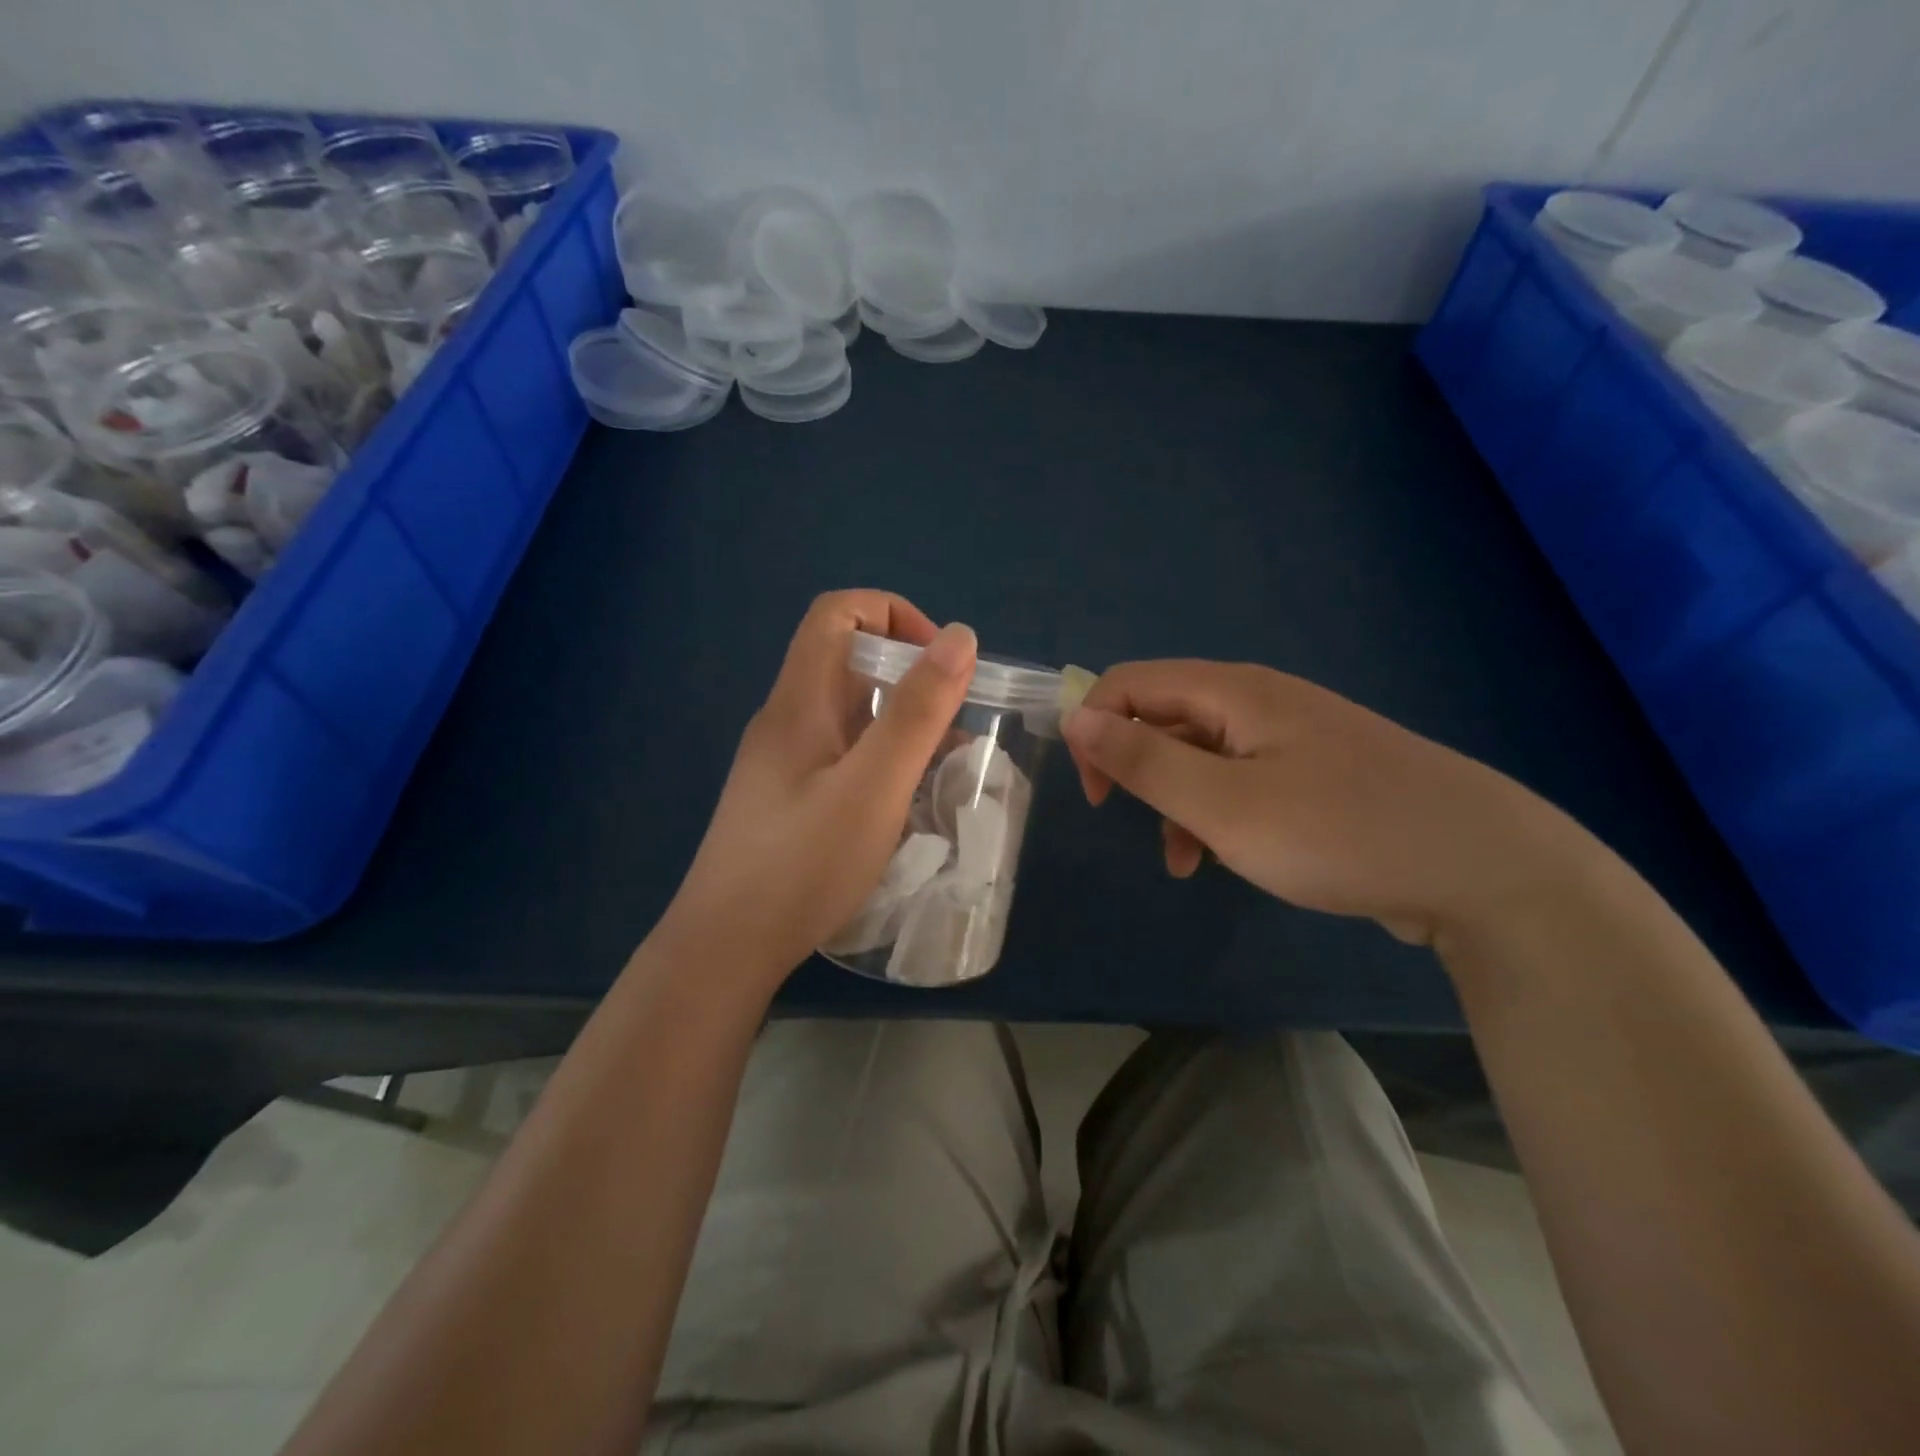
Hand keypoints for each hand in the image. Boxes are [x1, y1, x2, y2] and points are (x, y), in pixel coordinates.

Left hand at [663, 591, 976, 982]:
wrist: (725, 949)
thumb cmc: (802, 865)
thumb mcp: (873, 786)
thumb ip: (917, 711)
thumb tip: (959, 636)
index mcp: (800, 701)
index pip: (838, 612)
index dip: (893, 614)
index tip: (940, 662)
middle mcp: (787, 720)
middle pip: (847, 662)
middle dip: (909, 676)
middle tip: (953, 723)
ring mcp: (784, 763)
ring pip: (850, 714)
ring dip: (901, 723)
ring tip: (942, 768)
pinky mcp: (789, 800)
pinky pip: (843, 755)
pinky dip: (883, 760)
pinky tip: (907, 805)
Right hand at [1062, 660, 1588, 943]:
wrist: (1484, 870)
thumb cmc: (1340, 832)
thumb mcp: (1223, 804)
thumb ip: (1143, 760)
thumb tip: (1076, 716)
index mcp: (1234, 692)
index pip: (1130, 683)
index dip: (1095, 729)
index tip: (1098, 794)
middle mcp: (1259, 702)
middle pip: (1165, 716)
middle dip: (1135, 767)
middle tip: (1132, 820)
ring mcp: (1293, 738)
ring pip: (1200, 755)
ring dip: (1174, 799)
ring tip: (1184, 858)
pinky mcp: (1317, 774)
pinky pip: (1240, 780)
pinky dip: (1216, 814)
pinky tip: (1225, 858)